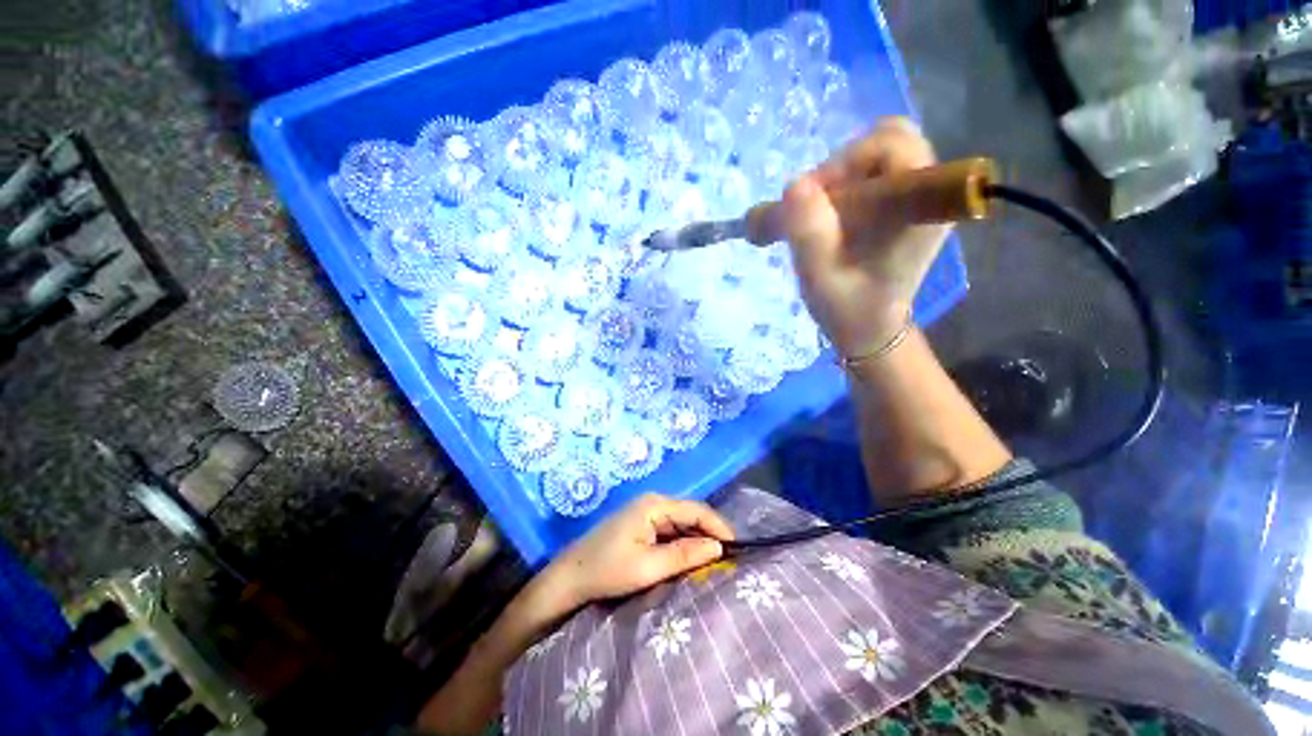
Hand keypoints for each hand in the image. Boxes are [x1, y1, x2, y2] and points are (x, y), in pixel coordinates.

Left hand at [538, 494, 734, 613]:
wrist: (570, 577)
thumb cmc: (608, 570)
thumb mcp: (649, 567)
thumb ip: (684, 555)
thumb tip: (719, 547)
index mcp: (655, 505)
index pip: (696, 510)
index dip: (718, 526)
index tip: (738, 547)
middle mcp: (653, 503)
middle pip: (690, 514)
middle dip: (710, 534)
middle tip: (730, 558)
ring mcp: (646, 513)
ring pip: (682, 523)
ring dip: (698, 539)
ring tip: (717, 560)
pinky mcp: (642, 525)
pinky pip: (671, 531)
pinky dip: (684, 543)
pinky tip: (692, 558)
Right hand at [781, 117, 951, 356]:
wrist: (869, 327)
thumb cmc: (847, 307)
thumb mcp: (819, 275)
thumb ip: (808, 231)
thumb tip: (795, 185)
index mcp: (919, 206)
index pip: (892, 144)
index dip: (844, 163)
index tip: (812, 199)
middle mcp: (928, 191)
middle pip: (888, 139)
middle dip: (842, 167)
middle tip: (815, 205)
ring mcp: (918, 195)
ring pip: (879, 153)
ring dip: (841, 176)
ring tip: (820, 213)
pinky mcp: (905, 203)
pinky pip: (876, 172)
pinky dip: (846, 185)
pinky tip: (831, 217)